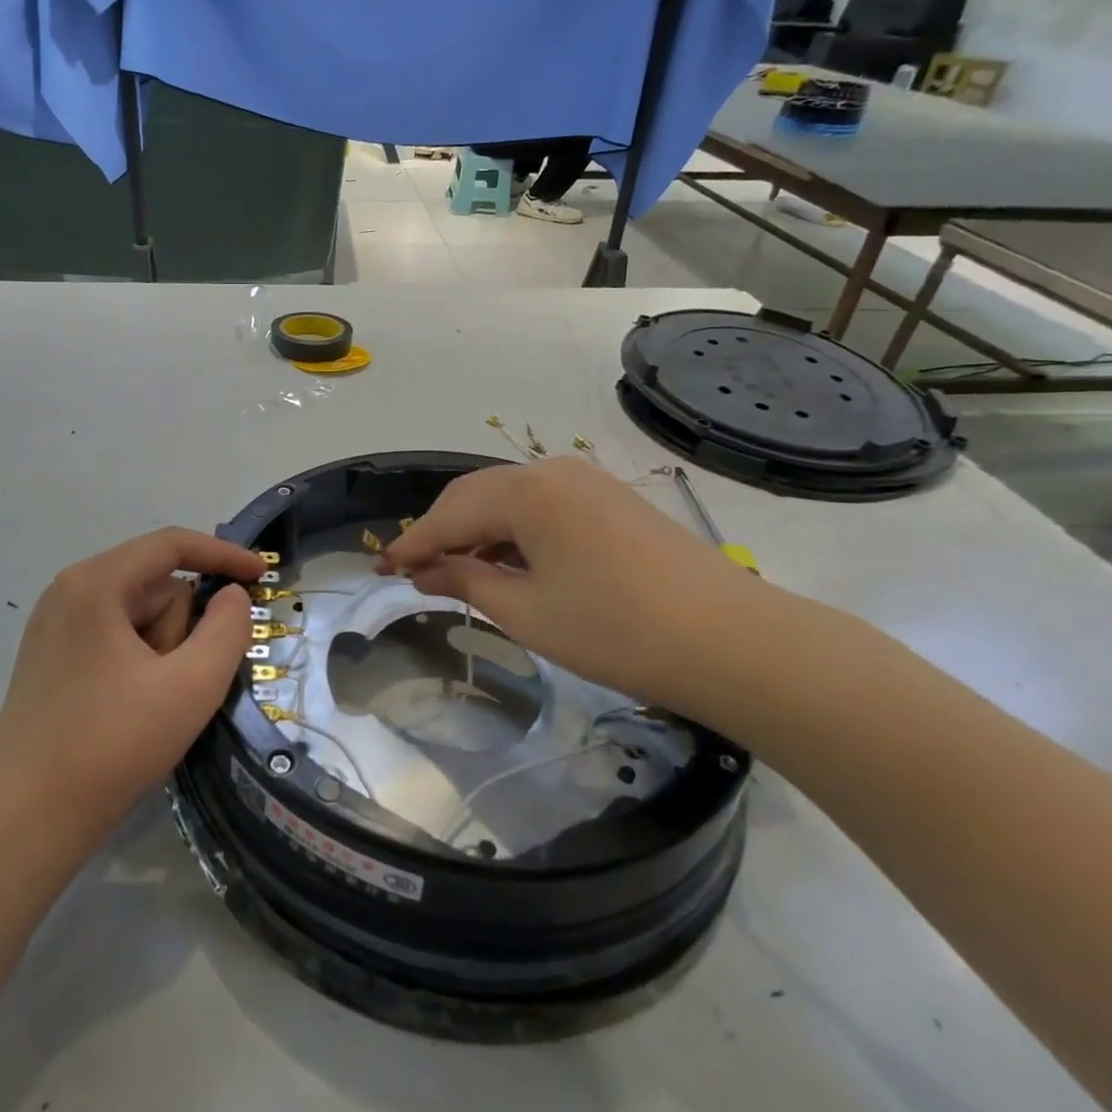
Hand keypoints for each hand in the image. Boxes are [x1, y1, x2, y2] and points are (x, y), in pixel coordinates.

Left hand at [0, 529, 263, 854]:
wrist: (24, 824)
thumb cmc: (112, 746)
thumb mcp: (192, 685)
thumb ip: (228, 628)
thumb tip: (232, 596)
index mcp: (95, 584)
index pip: (171, 545)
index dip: (223, 555)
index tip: (262, 576)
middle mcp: (69, 592)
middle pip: (155, 586)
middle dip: (182, 629)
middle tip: (177, 684)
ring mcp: (55, 626)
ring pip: (138, 616)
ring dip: (162, 651)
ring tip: (150, 705)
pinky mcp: (51, 659)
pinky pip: (115, 639)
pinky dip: (140, 664)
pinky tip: (132, 711)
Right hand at [379, 458, 793, 717]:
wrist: (731, 641)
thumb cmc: (614, 630)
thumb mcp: (527, 612)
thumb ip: (467, 581)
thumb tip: (423, 571)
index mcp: (526, 491)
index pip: (450, 514)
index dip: (413, 543)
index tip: (381, 569)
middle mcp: (552, 471)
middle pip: (476, 495)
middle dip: (441, 531)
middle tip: (412, 569)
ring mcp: (586, 481)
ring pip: (510, 498)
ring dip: (478, 530)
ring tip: (455, 568)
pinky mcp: (610, 499)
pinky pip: (543, 506)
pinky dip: (514, 531)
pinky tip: (508, 561)